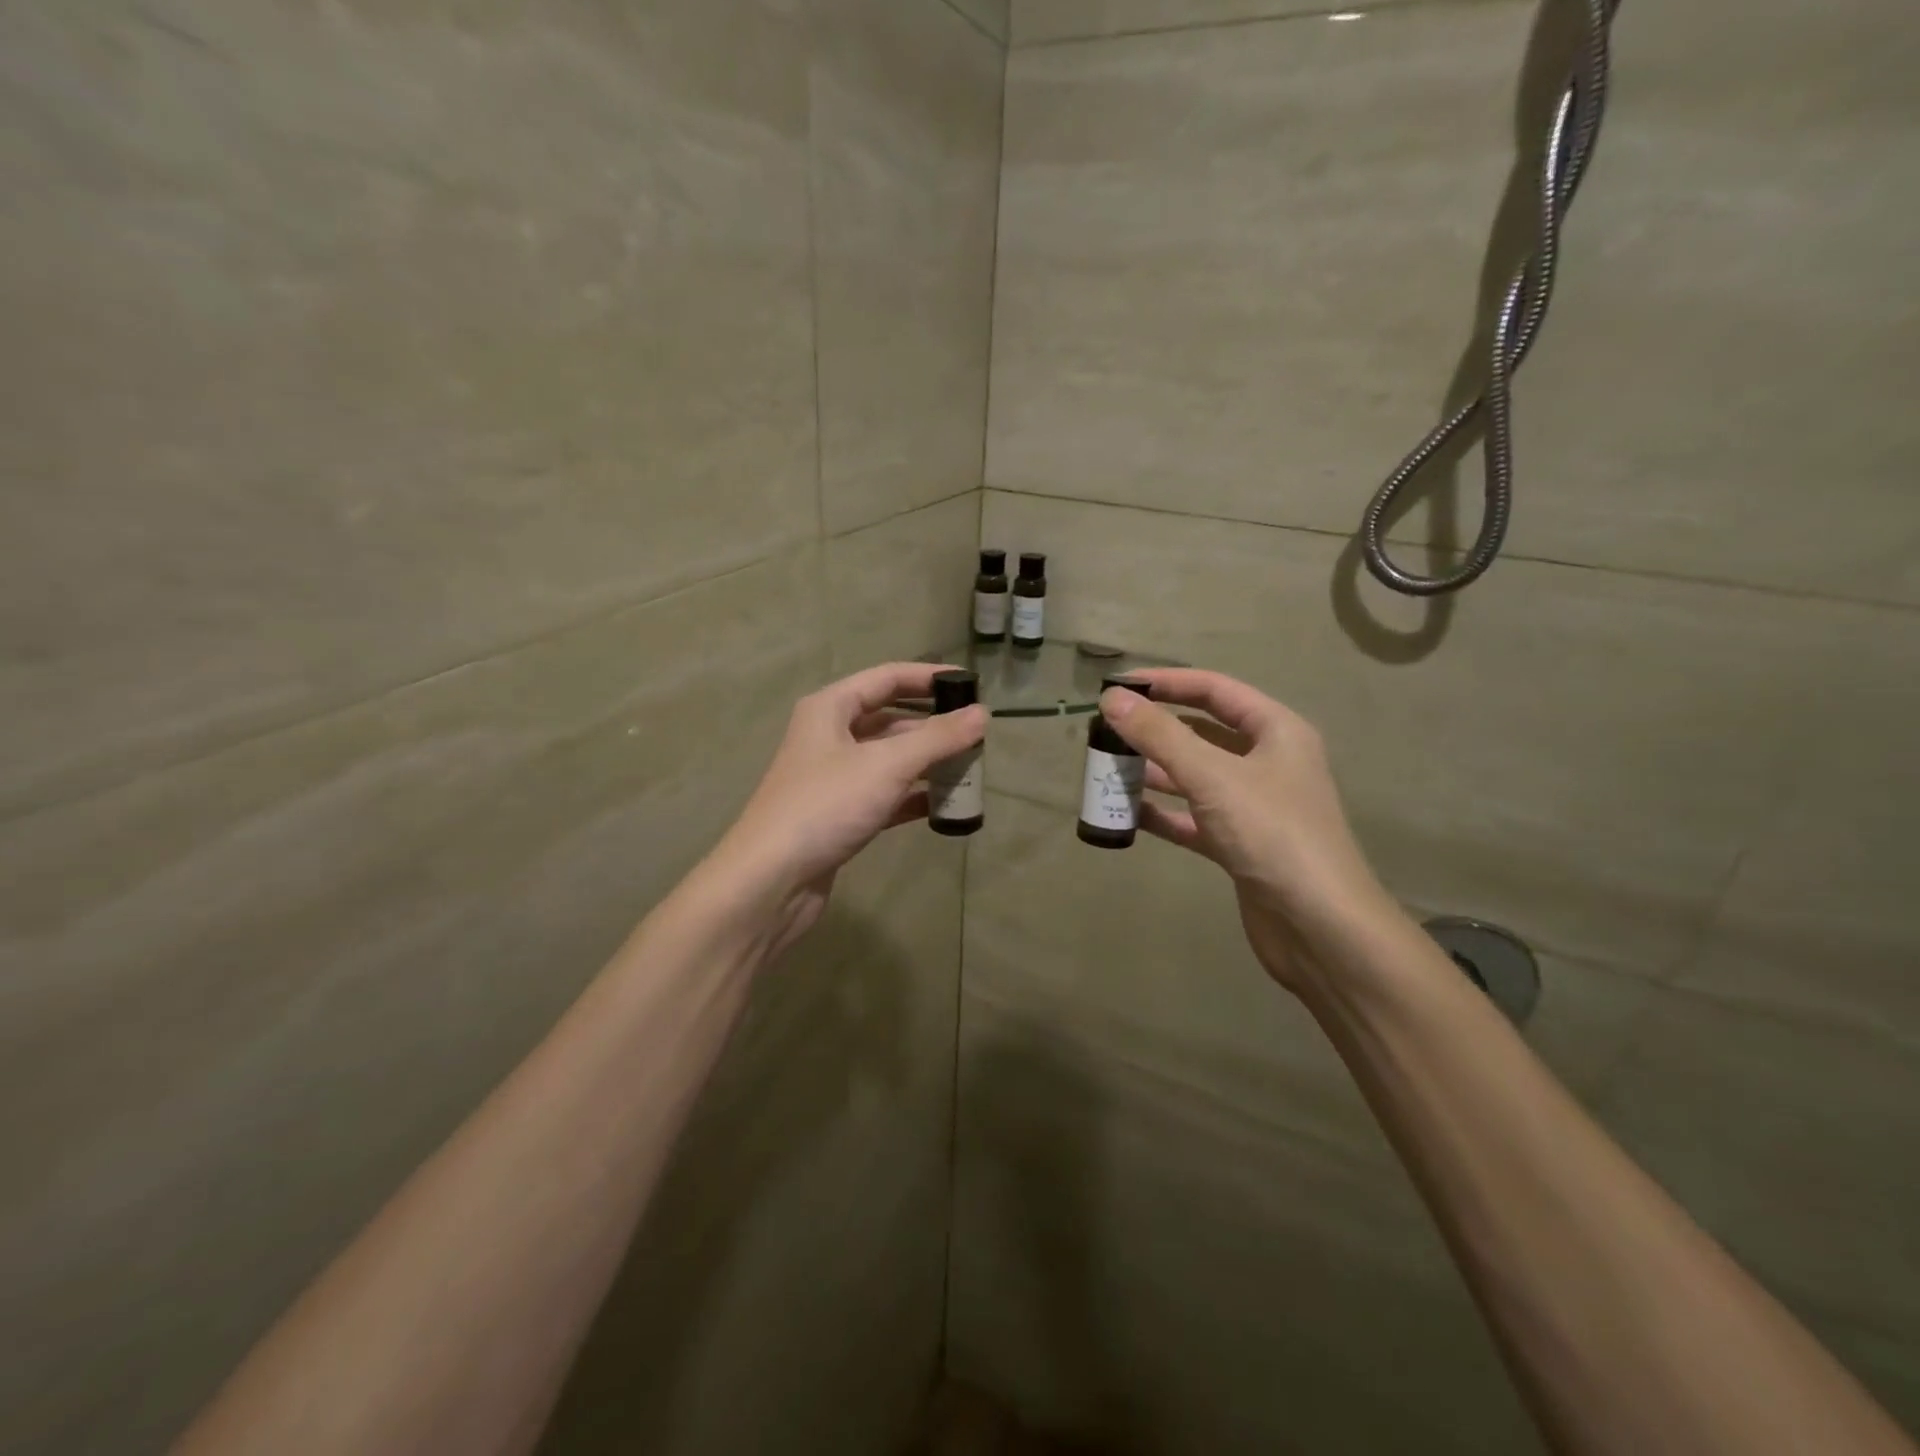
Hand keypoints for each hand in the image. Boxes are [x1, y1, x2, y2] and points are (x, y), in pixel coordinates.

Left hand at [709, 663, 987, 959]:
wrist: (771, 881)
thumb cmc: (826, 806)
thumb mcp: (886, 765)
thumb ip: (938, 738)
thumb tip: (983, 714)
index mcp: (830, 708)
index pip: (887, 678)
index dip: (929, 678)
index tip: (971, 685)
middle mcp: (829, 736)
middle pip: (890, 719)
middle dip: (933, 726)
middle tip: (977, 735)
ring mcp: (834, 778)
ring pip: (889, 759)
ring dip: (927, 763)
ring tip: (970, 769)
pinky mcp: (840, 815)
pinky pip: (885, 795)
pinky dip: (913, 797)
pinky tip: (944, 806)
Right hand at [1099, 668, 1396, 997]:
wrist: (1320, 928)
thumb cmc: (1272, 834)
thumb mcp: (1212, 777)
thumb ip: (1160, 735)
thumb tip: (1112, 698)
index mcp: (1276, 732)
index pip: (1215, 690)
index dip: (1167, 683)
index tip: (1119, 686)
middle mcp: (1267, 762)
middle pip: (1202, 733)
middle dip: (1155, 731)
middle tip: (1105, 732)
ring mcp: (1253, 806)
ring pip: (1194, 777)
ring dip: (1153, 773)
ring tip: (1106, 770)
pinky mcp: (1239, 844)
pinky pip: (1192, 818)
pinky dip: (1162, 814)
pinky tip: (1126, 814)